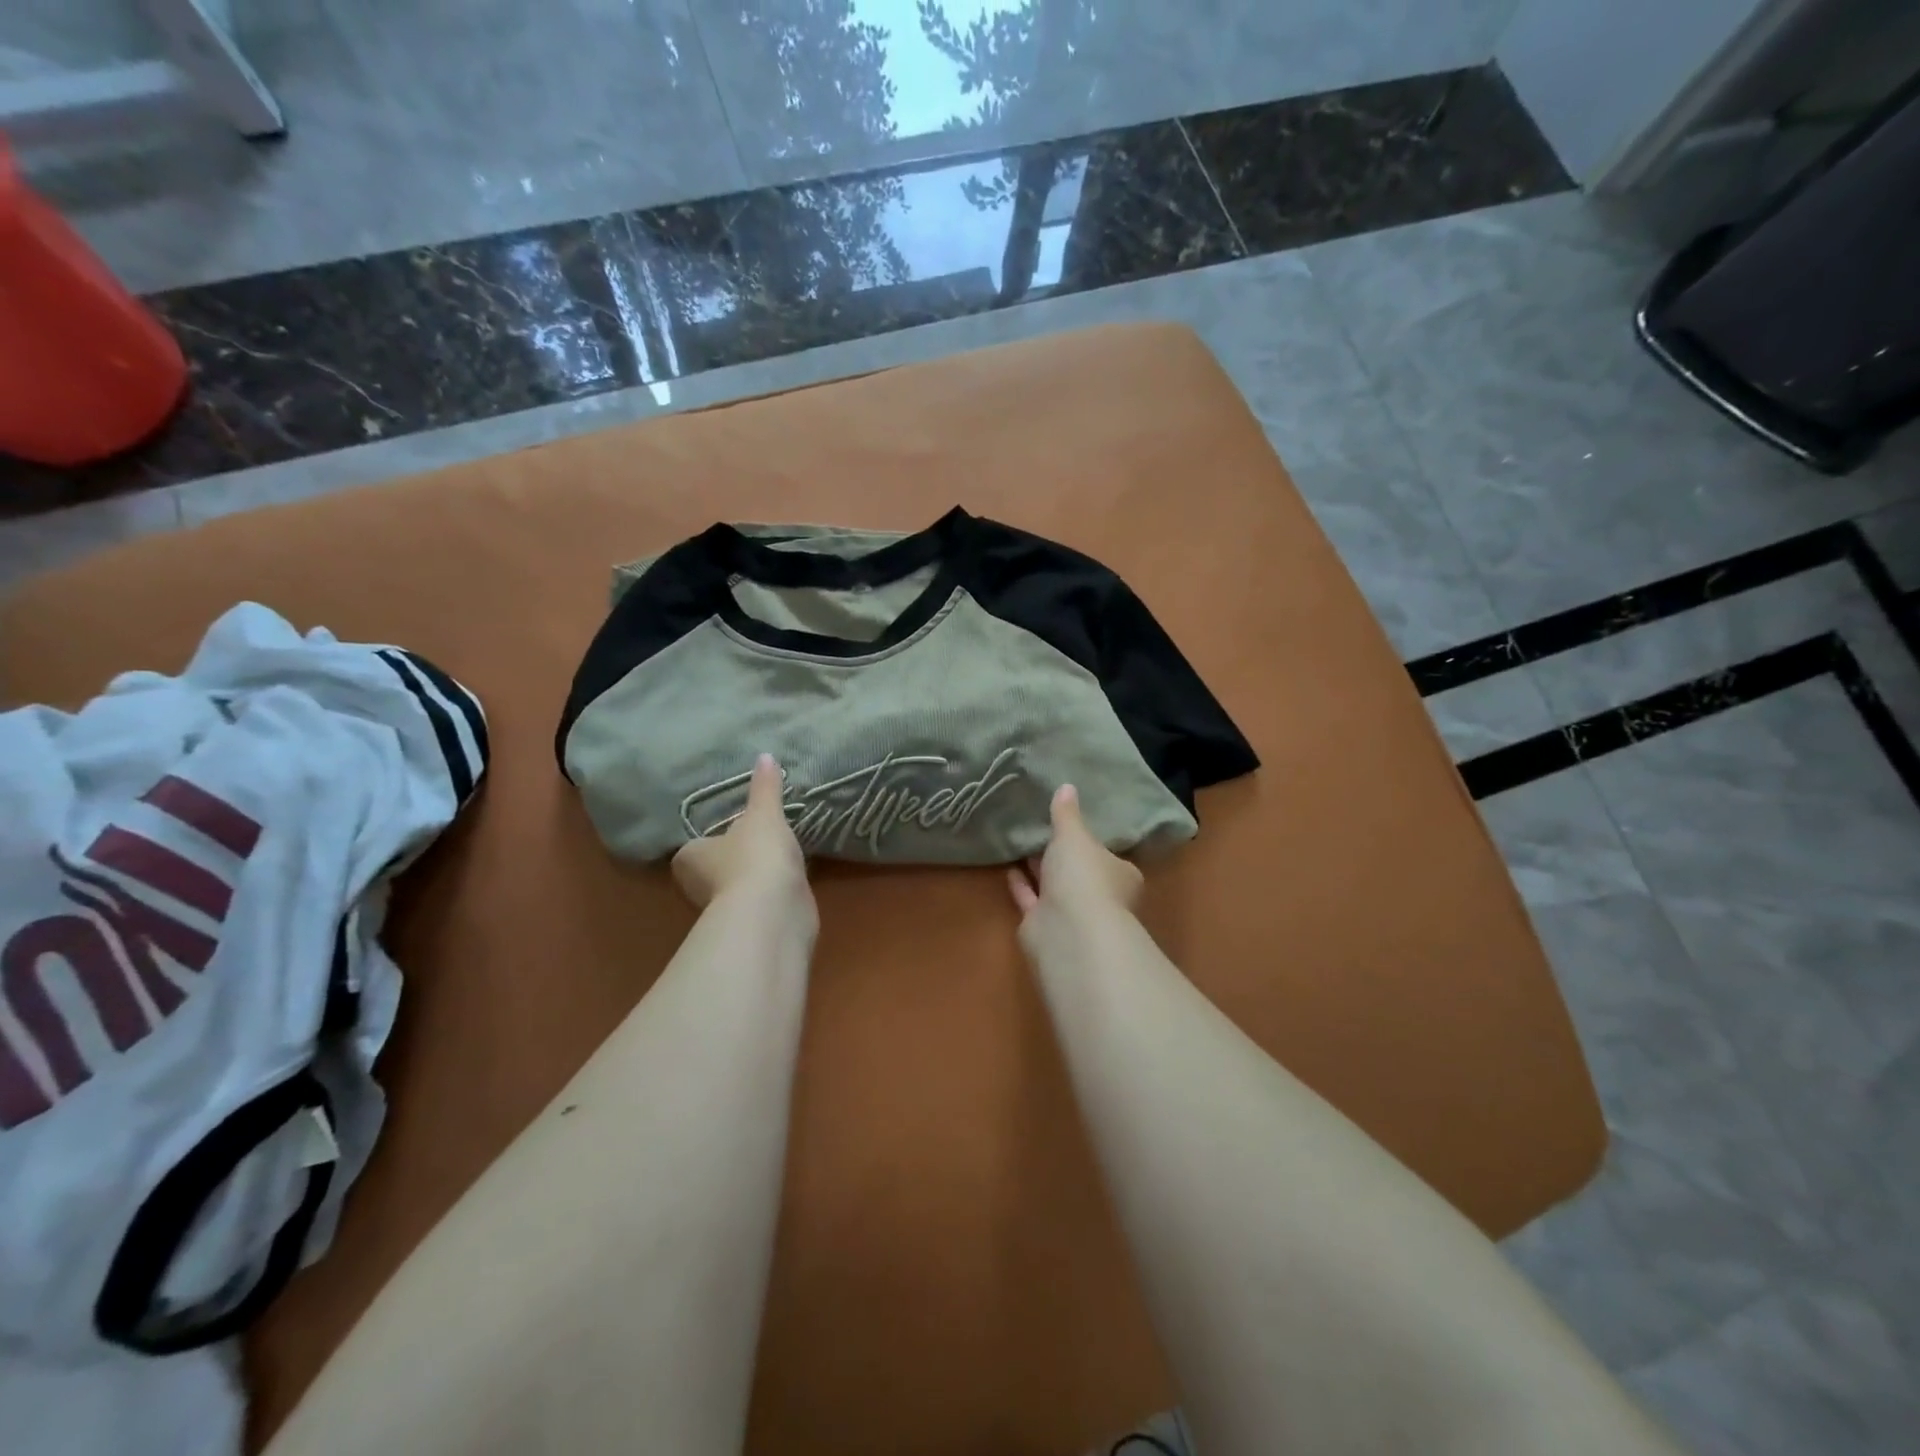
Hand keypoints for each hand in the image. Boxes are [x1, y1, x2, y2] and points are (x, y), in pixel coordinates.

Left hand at [672, 754, 810, 912]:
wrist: (774, 911)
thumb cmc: (756, 856)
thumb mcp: (763, 814)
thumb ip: (765, 788)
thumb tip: (765, 755)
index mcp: (690, 859)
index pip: (692, 849)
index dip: (707, 842)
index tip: (728, 832)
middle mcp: (699, 888)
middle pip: (712, 870)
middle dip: (731, 861)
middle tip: (754, 841)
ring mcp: (726, 911)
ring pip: (736, 889)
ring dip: (753, 878)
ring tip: (777, 859)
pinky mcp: (752, 926)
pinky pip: (760, 903)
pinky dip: (771, 894)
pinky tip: (789, 883)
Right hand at [1007, 784, 1142, 927]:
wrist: (1067, 931)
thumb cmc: (1083, 877)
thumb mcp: (1074, 836)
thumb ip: (1067, 814)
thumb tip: (1067, 786)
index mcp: (1120, 874)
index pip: (1107, 855)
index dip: (1091, 842)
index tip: (1074, 827)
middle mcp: (1100, 897)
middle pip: (1080, 873)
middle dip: (1063, 857)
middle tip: (1043, 831)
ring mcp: (1072, 915)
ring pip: (1054, 888)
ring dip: (1040, 870)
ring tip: (1022, 844)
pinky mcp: (1045, 928)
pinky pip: (1032, 901)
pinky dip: (1022, 886)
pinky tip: (1009, 868)